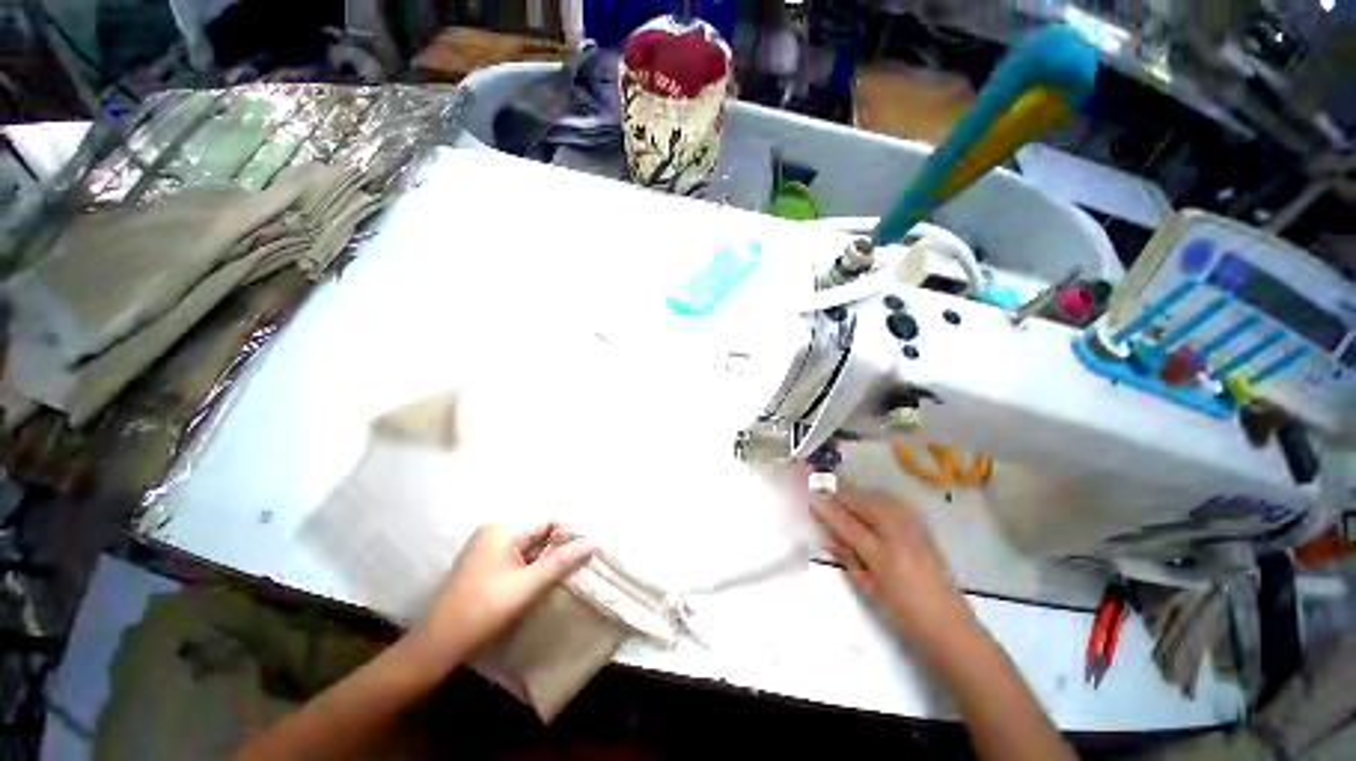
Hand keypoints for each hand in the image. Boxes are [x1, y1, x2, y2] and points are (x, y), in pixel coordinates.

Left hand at [413, 522, 593, 668]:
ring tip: (566, 575)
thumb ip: (561, 561)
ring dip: (546, 560)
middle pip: (539, 534)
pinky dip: (531, 568)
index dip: (570, 534)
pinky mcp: (483, 564)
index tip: (589, 552)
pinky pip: (516, 558)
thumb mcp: (528, 585)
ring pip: (529, 547)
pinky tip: (541, 582)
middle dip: (558, 549)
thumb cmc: (484, 610)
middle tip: (580, 566)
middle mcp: (494, 531)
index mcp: (503, 529)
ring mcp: (486, 547)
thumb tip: (592, 542)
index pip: (548, 522)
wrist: (437, 645)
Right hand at [811, 481, 975, 658]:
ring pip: (878, 496)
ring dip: (857, 493)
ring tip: (841, 492)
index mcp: (883, 554)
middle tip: (821, 486)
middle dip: (840, 491)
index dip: (826, 508)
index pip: (846, 523)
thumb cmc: (903, 610)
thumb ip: (847, 556)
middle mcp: (899, 533)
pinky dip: (875, 497)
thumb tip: (827, 534)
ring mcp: (913, 526)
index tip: (809, 496)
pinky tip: (868, 501)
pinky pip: (892, 501)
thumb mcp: (869, 585)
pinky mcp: (922, 525)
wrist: (949, 622)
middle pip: (863, 501)